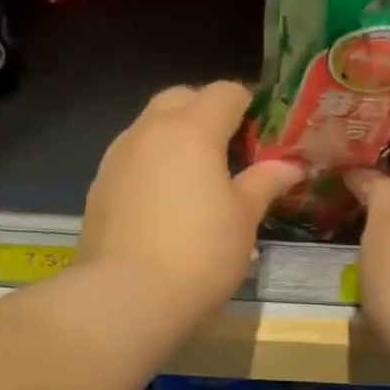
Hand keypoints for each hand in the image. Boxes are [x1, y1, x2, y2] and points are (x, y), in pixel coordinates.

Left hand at [77, 81, 304, 326]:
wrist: (127, 296)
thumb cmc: (200, 253)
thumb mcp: (243, 220)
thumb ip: (265, 183)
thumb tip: (291, 165)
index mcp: (192, 129)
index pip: (226, 92)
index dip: (250, 105)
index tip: (264, 133)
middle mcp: (149, 131)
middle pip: (180, 99)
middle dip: (206, 113)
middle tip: (229, 151)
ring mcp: (117, 157)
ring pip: (150, 127)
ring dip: (174, 138)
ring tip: (195, 178)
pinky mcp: (98, 187)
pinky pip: (131, 159)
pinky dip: (151, 166)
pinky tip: (163, 204)